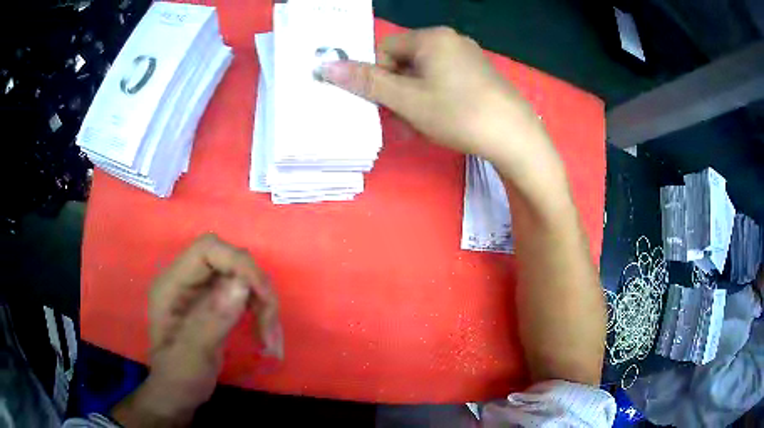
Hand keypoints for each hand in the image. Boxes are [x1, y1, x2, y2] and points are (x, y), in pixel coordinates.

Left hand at [112, 234, 281, 426]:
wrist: (178, 394)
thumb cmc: (178, 378)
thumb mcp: (192, 355)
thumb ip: (213, 320)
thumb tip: (243, 285)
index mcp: (172, 284)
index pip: (207, 250)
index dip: (237, 262)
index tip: (262, 295)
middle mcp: (188, 280)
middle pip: (230, 261)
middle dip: (256, 289)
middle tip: (270, 326)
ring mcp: (203, 291)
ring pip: (243, 279)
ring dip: (263, 305)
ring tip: (270, 340)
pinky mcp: (216, 303)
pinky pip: (247, 296)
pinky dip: (262, 314)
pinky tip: (266, 337)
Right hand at [320, 27, 555, 170]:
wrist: (515, 136)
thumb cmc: (457, 113)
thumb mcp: (407, 100)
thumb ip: (367, 82)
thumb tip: (326, 66)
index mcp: (430, 37)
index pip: (384, 49)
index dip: (377, 77)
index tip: (384, 104)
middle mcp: (450, 39)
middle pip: (405, 62)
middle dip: (397, 92)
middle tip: (402, 120)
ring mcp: (468, 55)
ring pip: (424, 74)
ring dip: (414, 99)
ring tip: (421, 126)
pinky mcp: (479, 73)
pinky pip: (445, 79)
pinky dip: (434, 98)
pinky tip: (441, 119)